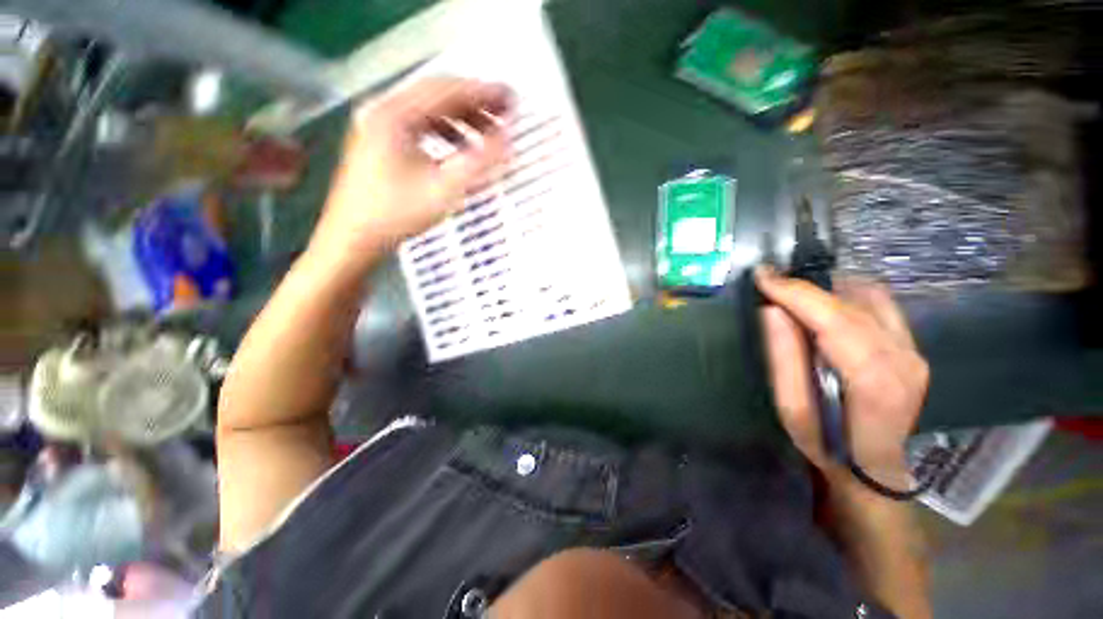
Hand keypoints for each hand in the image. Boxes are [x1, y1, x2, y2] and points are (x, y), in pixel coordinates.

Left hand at [308, 77, 512, 270]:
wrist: (353, 238)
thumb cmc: (396, 215)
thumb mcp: (444, 190)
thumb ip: (479, 162)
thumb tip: (506, 141)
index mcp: (395, 115)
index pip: (447, 91)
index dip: (483, 94)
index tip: (510, 100)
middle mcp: (383, 110)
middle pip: (437, 94)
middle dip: (474, 103)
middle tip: (503, 115)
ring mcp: (378, 124)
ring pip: (428, 109)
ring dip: (460, 118)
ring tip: (485, 134)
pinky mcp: (380, 140)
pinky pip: (419, 124)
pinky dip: (444, 130)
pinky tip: (458, 147)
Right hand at [755, 267, 928, 487]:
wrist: (872, 468)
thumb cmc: (826, 445)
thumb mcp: (791, 409)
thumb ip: (783, 358)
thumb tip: (772, 311)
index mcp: (874, 380)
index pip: (834, 318)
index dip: (795, 293)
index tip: (763, 276)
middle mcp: (903, 357)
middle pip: (851, 304)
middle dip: (805, 288)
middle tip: (769, 284)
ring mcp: (913, 350)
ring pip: (868, 298)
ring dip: (826, 290)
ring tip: (792, 295)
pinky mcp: (912, 346)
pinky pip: (879, 304)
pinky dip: (846, 295)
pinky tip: (823, 304)